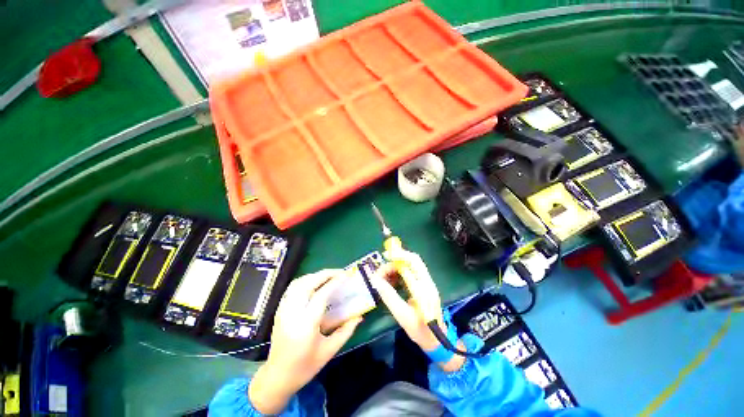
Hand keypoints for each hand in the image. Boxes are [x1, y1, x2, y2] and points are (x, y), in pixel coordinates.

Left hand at [249, 270, 361, 413]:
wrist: (277, 377)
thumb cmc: (305, 367)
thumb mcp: (329, 351)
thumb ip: (346, 331)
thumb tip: (359, 316)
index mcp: (306, 325)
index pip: (321, 295)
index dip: (334, 282)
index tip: (346, 275)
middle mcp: (293, 313)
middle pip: (308, 283)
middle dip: (325, 274)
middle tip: (339, 272)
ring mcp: (283, 310)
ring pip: (298, 282)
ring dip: (315, 275)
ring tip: (329, 276)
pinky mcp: (279, 310)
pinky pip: (292, 288)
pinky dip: (305, 280)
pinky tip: (314, 283)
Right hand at [371, 251, 465, 370]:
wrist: (437, 341)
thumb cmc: (420, 330)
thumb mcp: (402, 315)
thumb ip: (389, 296)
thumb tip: (375, 279)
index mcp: (424, 288)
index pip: (412, 263)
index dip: (398, 256)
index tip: (385, 256)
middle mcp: (427, 282)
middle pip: (414, 260)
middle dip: (398, 257)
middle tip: (384, 262)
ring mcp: (427, 283)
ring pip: (412, 265)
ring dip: (398, 266)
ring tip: (384, 275)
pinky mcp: (425, 286)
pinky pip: (412, 272)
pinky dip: (400, 272)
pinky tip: (392, 280)